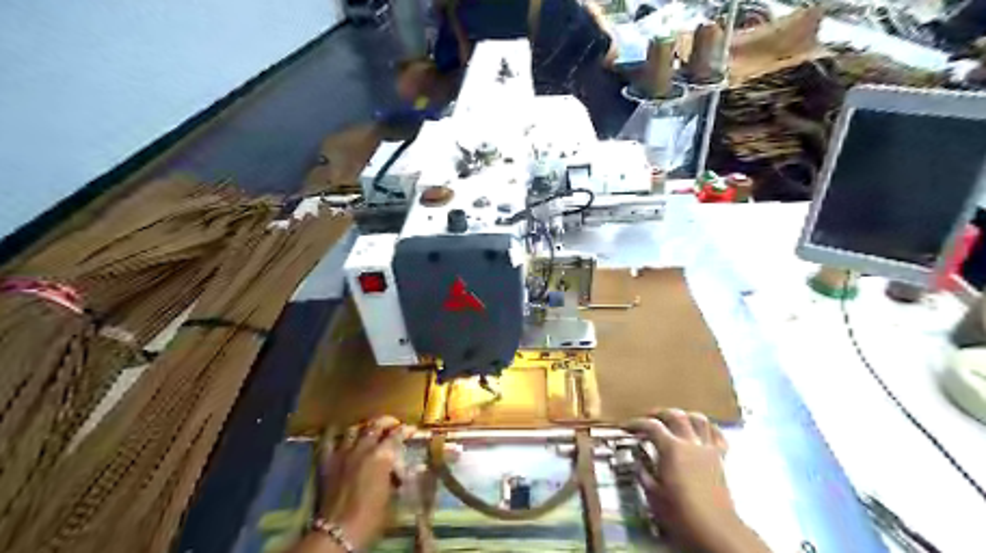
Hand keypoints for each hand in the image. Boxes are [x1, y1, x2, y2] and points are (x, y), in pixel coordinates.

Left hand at [318, 415, 412, 548]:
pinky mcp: (327, 462)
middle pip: (376, 425)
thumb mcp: (391, 494)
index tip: (412, 429)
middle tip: (394, 424)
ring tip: (369, 429)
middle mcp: (363, 448)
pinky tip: (337, 433)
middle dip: (387, 422)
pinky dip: (334, 434)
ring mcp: (343, 453)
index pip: (397, 435)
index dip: (406, 430)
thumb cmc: (371, 516)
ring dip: (364, 427)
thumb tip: (401, 468)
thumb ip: (395, 475)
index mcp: (382, 456)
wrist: (338, 531)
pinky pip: (328, 441)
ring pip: (354, 429)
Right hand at [622, 408, 768, 552]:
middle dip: (659, 413)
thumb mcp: (653, 494)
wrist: (714, 529)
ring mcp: (708, 448)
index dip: (636, 423)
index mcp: (671, 449)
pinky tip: (700, 431)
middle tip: (647, 419)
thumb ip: (643, 472)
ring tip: (674, 421)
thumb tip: (637, 460)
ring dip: (684, 416)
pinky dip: (707, 428)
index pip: (651, 426)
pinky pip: (717, 434)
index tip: (625, 426)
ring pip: (698, 419)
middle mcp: (690, 442)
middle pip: (675, 415)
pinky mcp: (721, 457)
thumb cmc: (680, 513)